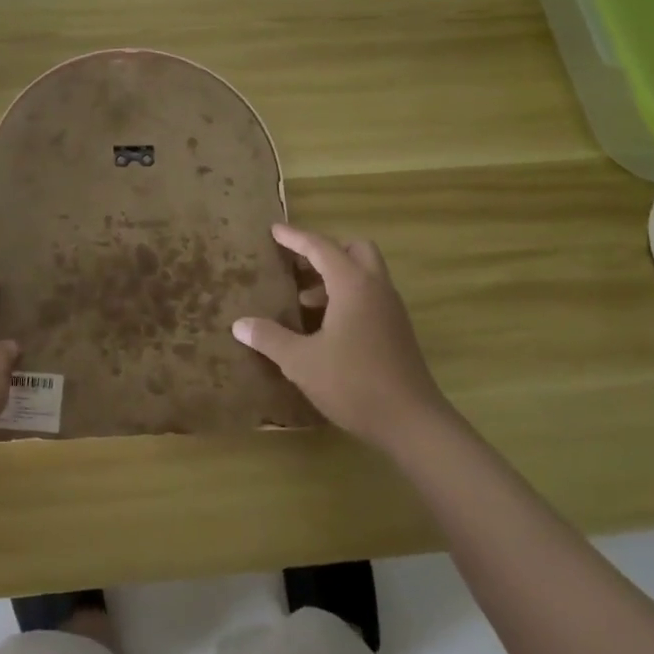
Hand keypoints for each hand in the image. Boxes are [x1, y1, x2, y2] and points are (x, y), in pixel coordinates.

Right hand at [233, 224, 452, 454]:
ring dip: (335, 276)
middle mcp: (376, 288)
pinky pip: (370, 295)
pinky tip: (325, 325)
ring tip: (303, 300)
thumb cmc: (354, 383)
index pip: (321, 247)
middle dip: (325, 251)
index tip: (274, 230)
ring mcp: (391, 309)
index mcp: (353, 285)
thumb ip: (270, 338)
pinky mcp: (397, 330)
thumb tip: (240, 324)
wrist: (413, 424)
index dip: (295, 237)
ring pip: (364, 273)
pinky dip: (347, 296)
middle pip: (353, 249)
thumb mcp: (302, 362)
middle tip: (297, 264)